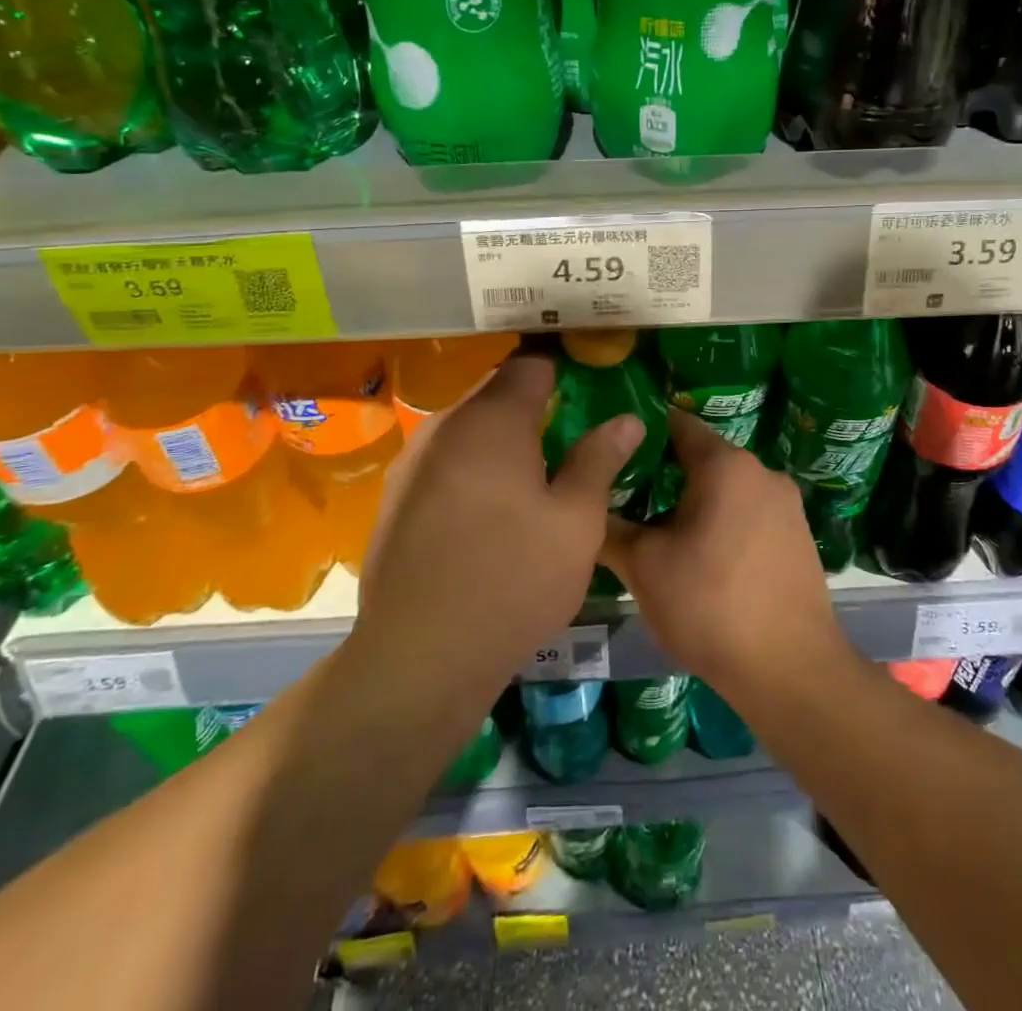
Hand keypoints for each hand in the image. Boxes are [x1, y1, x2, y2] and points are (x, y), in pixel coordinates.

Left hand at [357, 355, 644, 700]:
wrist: (419, 656)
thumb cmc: (514, 579)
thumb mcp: (576, 521)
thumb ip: (599, 459)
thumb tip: (627, 418)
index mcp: (493, 420)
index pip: (530, 365)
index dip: (562, 371)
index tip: (587, 391)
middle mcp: (445, 426)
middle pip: (495, 392)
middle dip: (532, 405)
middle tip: (569, 437)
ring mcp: (413, 461)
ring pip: (467, 427)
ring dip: (500, 437)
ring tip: (534, 475)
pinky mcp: (395, 496)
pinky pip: (445, 459)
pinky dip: (472, 466)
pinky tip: (489, 509)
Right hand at [601, 409, 847, 702]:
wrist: (790, 671)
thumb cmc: (710, 605)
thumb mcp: (644, 567)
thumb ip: (610, 529)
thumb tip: (587, 509)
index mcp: (726, 464)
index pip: (677, 424)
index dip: (641, 431)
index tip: (611, 447)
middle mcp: (762, 472)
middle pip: (702, 457)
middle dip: (662, 473)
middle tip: (624, 495)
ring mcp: (786, 505)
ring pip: (726, 488)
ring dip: (692, 502)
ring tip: (656, 531)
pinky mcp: (798, 536)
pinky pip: (749, 513)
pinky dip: (721, 522)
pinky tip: (700, 558)